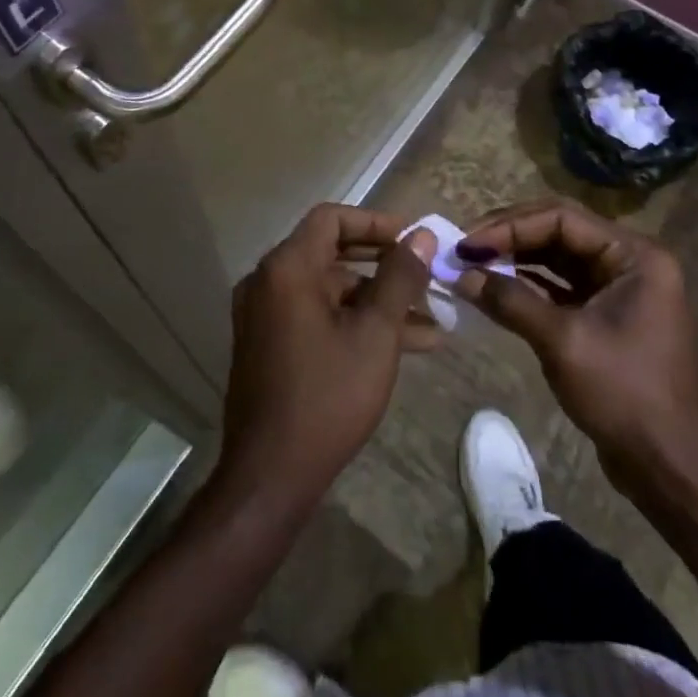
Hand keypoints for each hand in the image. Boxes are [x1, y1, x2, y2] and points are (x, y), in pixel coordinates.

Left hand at [217, 205, 437, 508]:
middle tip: (426, 275)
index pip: (331, 218)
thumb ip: (399, 278)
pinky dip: (354, 322)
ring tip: (433, 322)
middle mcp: (268, 282)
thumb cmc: (327, 397)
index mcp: (286, 268)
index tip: (413, 239)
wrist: (269, 477)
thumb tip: (422, 236)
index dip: (375, 223)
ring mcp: (265, 315)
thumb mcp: (375, 334)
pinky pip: (317, 316)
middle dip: (384, 265)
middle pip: (332, 253)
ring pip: (330, 291)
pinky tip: (404, 345)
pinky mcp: (269, 344)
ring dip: (378, 301)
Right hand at [454, 199, 697, 497]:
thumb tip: (461, 275)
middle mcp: (629, 261)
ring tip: (472, 263)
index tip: (468, 243)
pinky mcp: (606, 315)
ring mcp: (618, 288)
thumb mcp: (563, 342)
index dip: (510, 225)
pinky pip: (561, 285)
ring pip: (557, 257)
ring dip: (516, 259)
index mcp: (634, 255)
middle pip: (559, 231)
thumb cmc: (625, 395)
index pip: (562, 218)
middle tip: (464, 248)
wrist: (671, 469)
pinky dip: (528, 284)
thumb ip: (511, 301)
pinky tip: (495, 287)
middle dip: (510, 237)